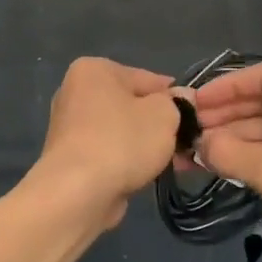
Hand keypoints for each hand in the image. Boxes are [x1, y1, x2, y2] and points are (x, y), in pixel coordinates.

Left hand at [32, 58, 181, 230]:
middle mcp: (75, 92)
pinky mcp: (69, 157)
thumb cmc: (123, 141)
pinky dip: (125, 161)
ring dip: (143, 145)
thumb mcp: (164, 114)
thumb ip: (177, 104)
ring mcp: (68, 126)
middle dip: (157, 124)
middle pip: (131, 104)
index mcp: (94, 70)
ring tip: (169, 163)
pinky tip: (144, 175)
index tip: (193, 117)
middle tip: (183, 142)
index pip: (146, 78)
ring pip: (120, 130)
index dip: (173, 97)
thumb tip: (181, 99)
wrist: (78, 192)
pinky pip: (107, 151)